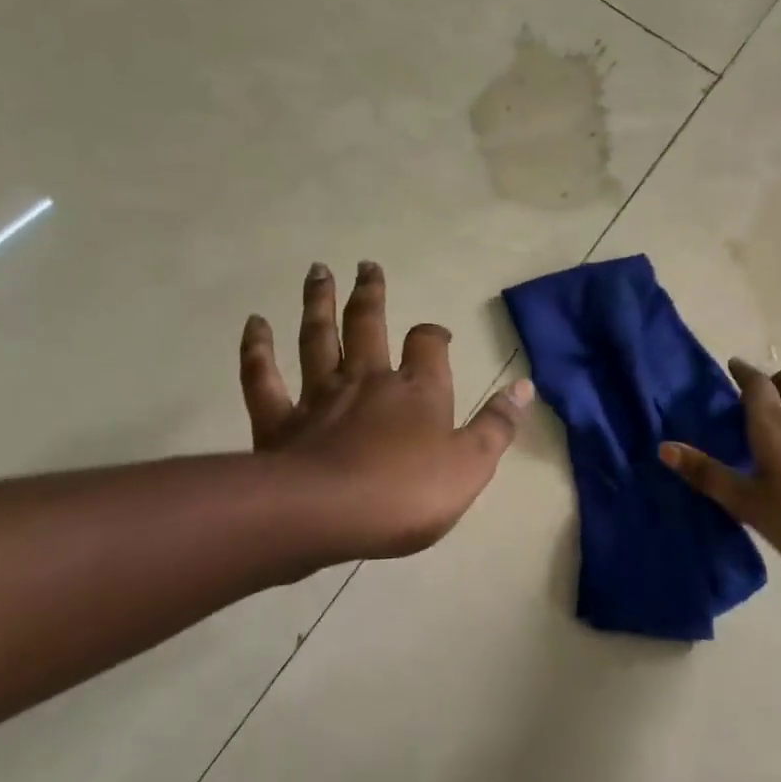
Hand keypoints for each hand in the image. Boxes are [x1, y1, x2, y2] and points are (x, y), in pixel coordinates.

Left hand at [239, 261, 532, 560]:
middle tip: (365, 265)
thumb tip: (525, 387)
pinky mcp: (278, 421)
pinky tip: (255, 323)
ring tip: (316, 270)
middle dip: (369, 294)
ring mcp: (319, 396)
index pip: (429, 345)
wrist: (328, 516)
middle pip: (368, 324)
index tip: (437, 335)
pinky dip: (257, 349)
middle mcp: (368, 380)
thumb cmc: (407, 493)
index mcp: (417, 389)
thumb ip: (498, 425)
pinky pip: (263, 377)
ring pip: (318, 338)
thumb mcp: (471, 466)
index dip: (434, 335)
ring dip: (318, 303)